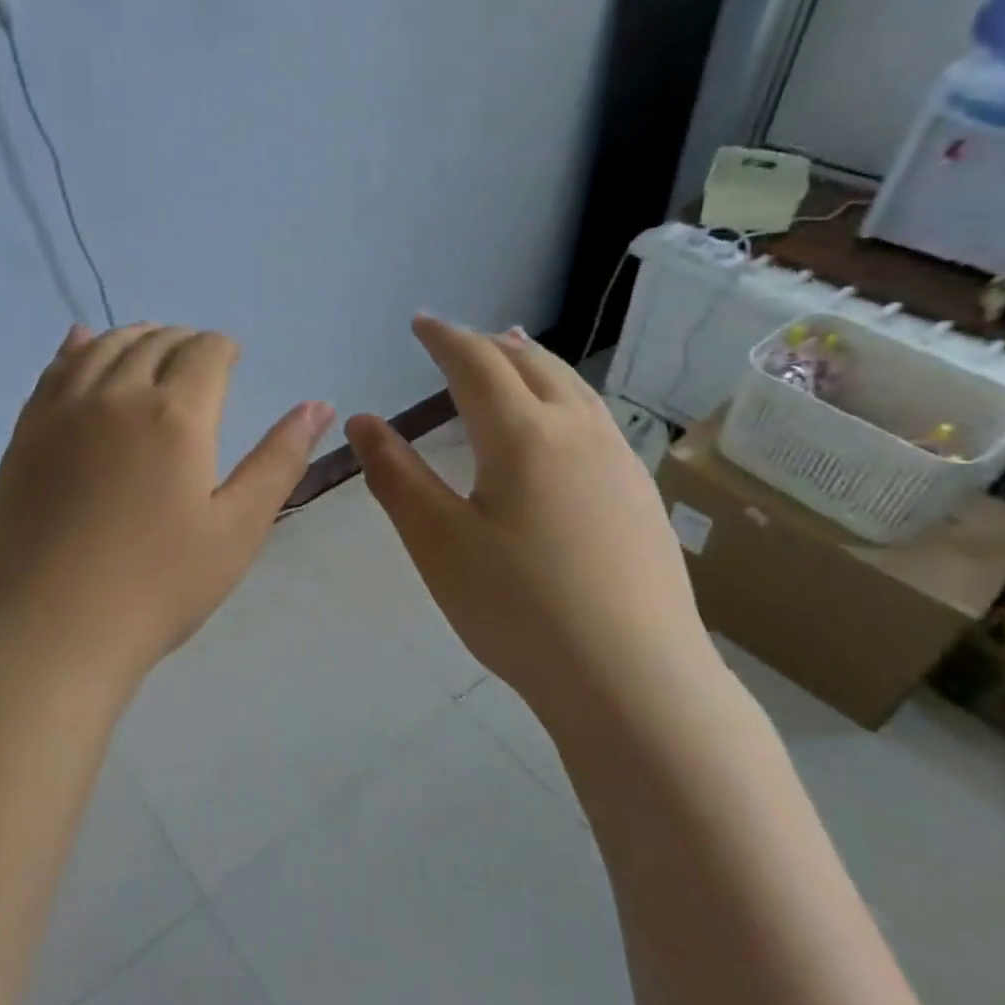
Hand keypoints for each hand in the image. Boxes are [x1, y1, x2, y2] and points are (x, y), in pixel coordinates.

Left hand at [0, 324, 333, 696]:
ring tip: (151, 351)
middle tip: (198, 362)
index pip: (206, 351)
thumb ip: (279, 460)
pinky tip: (83, 343)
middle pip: (156, 340)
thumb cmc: (159, 585)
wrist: (53, 628)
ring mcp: (64, 410)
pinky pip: (55, 368)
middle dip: (184, 341)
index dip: (224, 349)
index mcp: (176, 415)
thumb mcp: (238, 528)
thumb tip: (319, 405)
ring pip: (104, 345)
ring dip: (135, 337)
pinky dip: (78, 347)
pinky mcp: (27, 431)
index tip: (232, 361)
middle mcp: (118, 394)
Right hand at [346, 317, 714, 717]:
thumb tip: (363, 422)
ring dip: (534, 364)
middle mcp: (579, 431)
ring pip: (573, 388)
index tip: (420, 323)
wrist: (633, 680)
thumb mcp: (438, 543)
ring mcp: (620, 462)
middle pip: (533, 364)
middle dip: (490, 344)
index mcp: (523, 435)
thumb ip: (396, 476)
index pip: (477, 363)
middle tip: (459, 341)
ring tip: (512, 357)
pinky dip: (563, 398)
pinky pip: (595, 419)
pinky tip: (560, 428)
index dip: (445, 338)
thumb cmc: (519, 609)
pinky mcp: (641, 495)